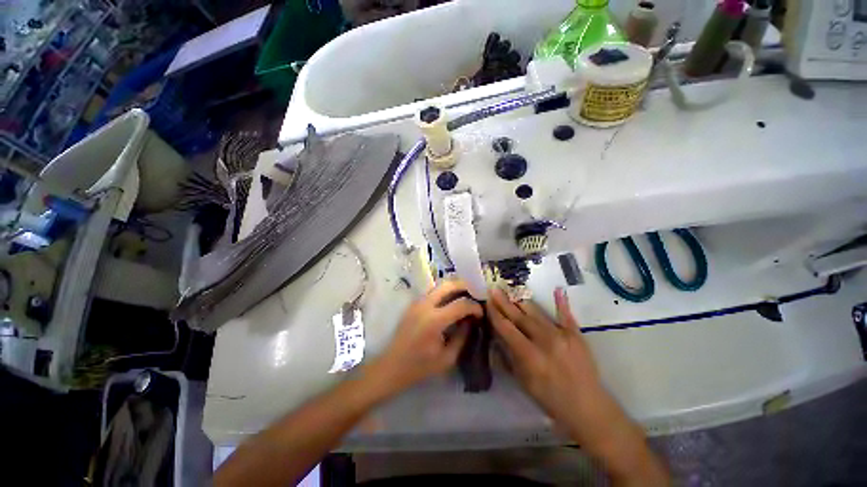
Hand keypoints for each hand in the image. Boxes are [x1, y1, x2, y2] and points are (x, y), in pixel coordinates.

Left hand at [372, 280, 482, 392]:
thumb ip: (462, 336)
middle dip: (465, 287)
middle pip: (448, 285)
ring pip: (439, 285)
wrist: (392, 366)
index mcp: (434, 320)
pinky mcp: (413, 303)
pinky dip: (444, 292)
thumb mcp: (447, 357)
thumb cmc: (420, 367)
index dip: (474, 307)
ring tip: (465, 297)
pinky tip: (450, 302)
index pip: (461, 304)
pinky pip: (432, 291)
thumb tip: (471, 320)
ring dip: (454, 288)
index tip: (481, 313)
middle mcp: (425, 305)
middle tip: (475, 296)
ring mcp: (417, 302)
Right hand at [487, 288, 668, 485]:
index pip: (506, 328)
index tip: (487, 301)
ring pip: (536, 313)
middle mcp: (544, 340)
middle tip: (494, 288)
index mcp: (529, 355)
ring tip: (511, 290)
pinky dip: (561, 302)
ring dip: (521, 301)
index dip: (495, 313)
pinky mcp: (576, 334)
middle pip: (519, 316)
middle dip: (504, 301)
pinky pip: (566, 315)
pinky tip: (557, 289)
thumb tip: (497, 336)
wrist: (588, 407)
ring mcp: (562, 335)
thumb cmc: (550, 398)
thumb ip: (508, 357)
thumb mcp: (523, 381)